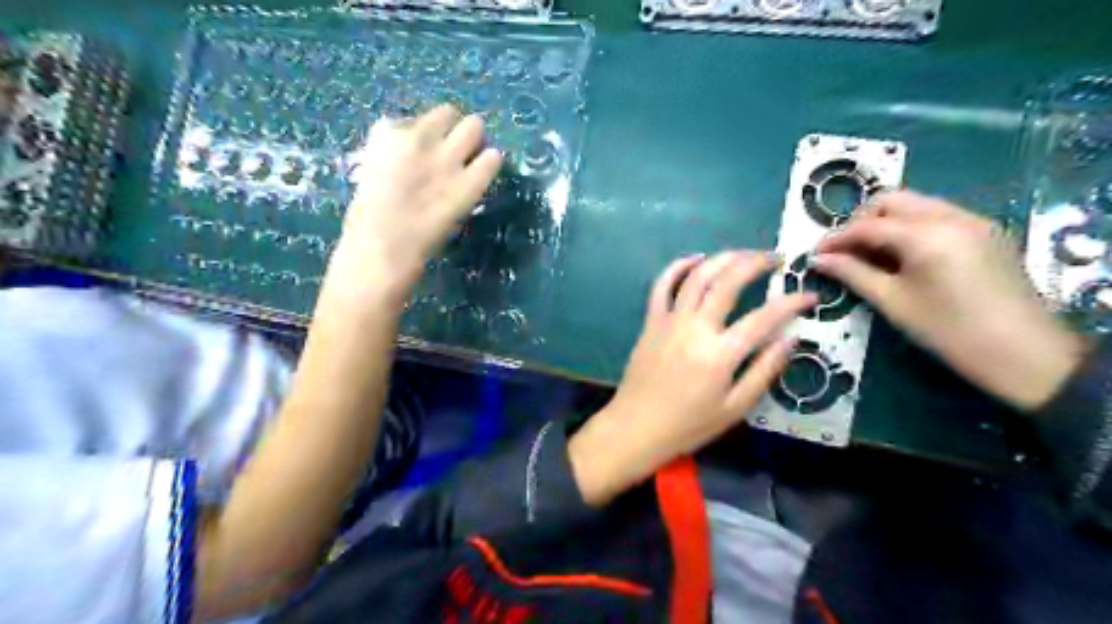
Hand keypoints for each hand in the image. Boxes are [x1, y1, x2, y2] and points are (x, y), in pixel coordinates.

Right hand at [318, 106, 498, 313]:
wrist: (383, 247)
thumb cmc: (369, 220)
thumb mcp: (371, 173)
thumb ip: (392, 156)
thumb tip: (413, 153)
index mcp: (389, 135)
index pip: (419, 119)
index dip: (427, 134)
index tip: (428, 150)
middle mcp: (420, 139)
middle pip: (449, 113)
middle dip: (456, 129)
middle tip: (459, 150)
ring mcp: (446, 161)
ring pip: (474, 126)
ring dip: (476, 139)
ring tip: (475, 156)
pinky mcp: (468, 184)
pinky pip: (491, 159)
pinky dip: (490, 162)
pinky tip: (486, 171)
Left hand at [572, 248, 814, 507]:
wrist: (636, 426)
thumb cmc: (688, 424)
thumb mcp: (735, 408)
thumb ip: (764, 371)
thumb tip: (791, 339)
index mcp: (720, 353)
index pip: (764, 317)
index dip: (792, 302)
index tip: (809, 295)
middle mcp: (695, 328)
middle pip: (728, 281)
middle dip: (756, 262)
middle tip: (775, 259)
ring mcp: (670, 320)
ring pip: (697, 276)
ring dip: (722, 258)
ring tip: (743, 254)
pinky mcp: (651, 321)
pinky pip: (662, 285)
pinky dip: (678, 267)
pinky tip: (695, 258)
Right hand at [814, 191, 1081, 413]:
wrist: (1023, 353)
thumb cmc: (948, 330)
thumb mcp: (892, 302)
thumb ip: (853, 273)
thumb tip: (819, 259)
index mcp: (926, 234)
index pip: (868, 225)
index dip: (837, 238)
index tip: (815, 254)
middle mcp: (951, 216)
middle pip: (893, 201)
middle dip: (862, 221)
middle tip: (844, 250)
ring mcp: (974, 221)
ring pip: (917, 205)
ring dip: (887, 222)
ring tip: (870, 253)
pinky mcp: (986, 233)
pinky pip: (939, 215)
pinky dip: (912, 227)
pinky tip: (903, 255)